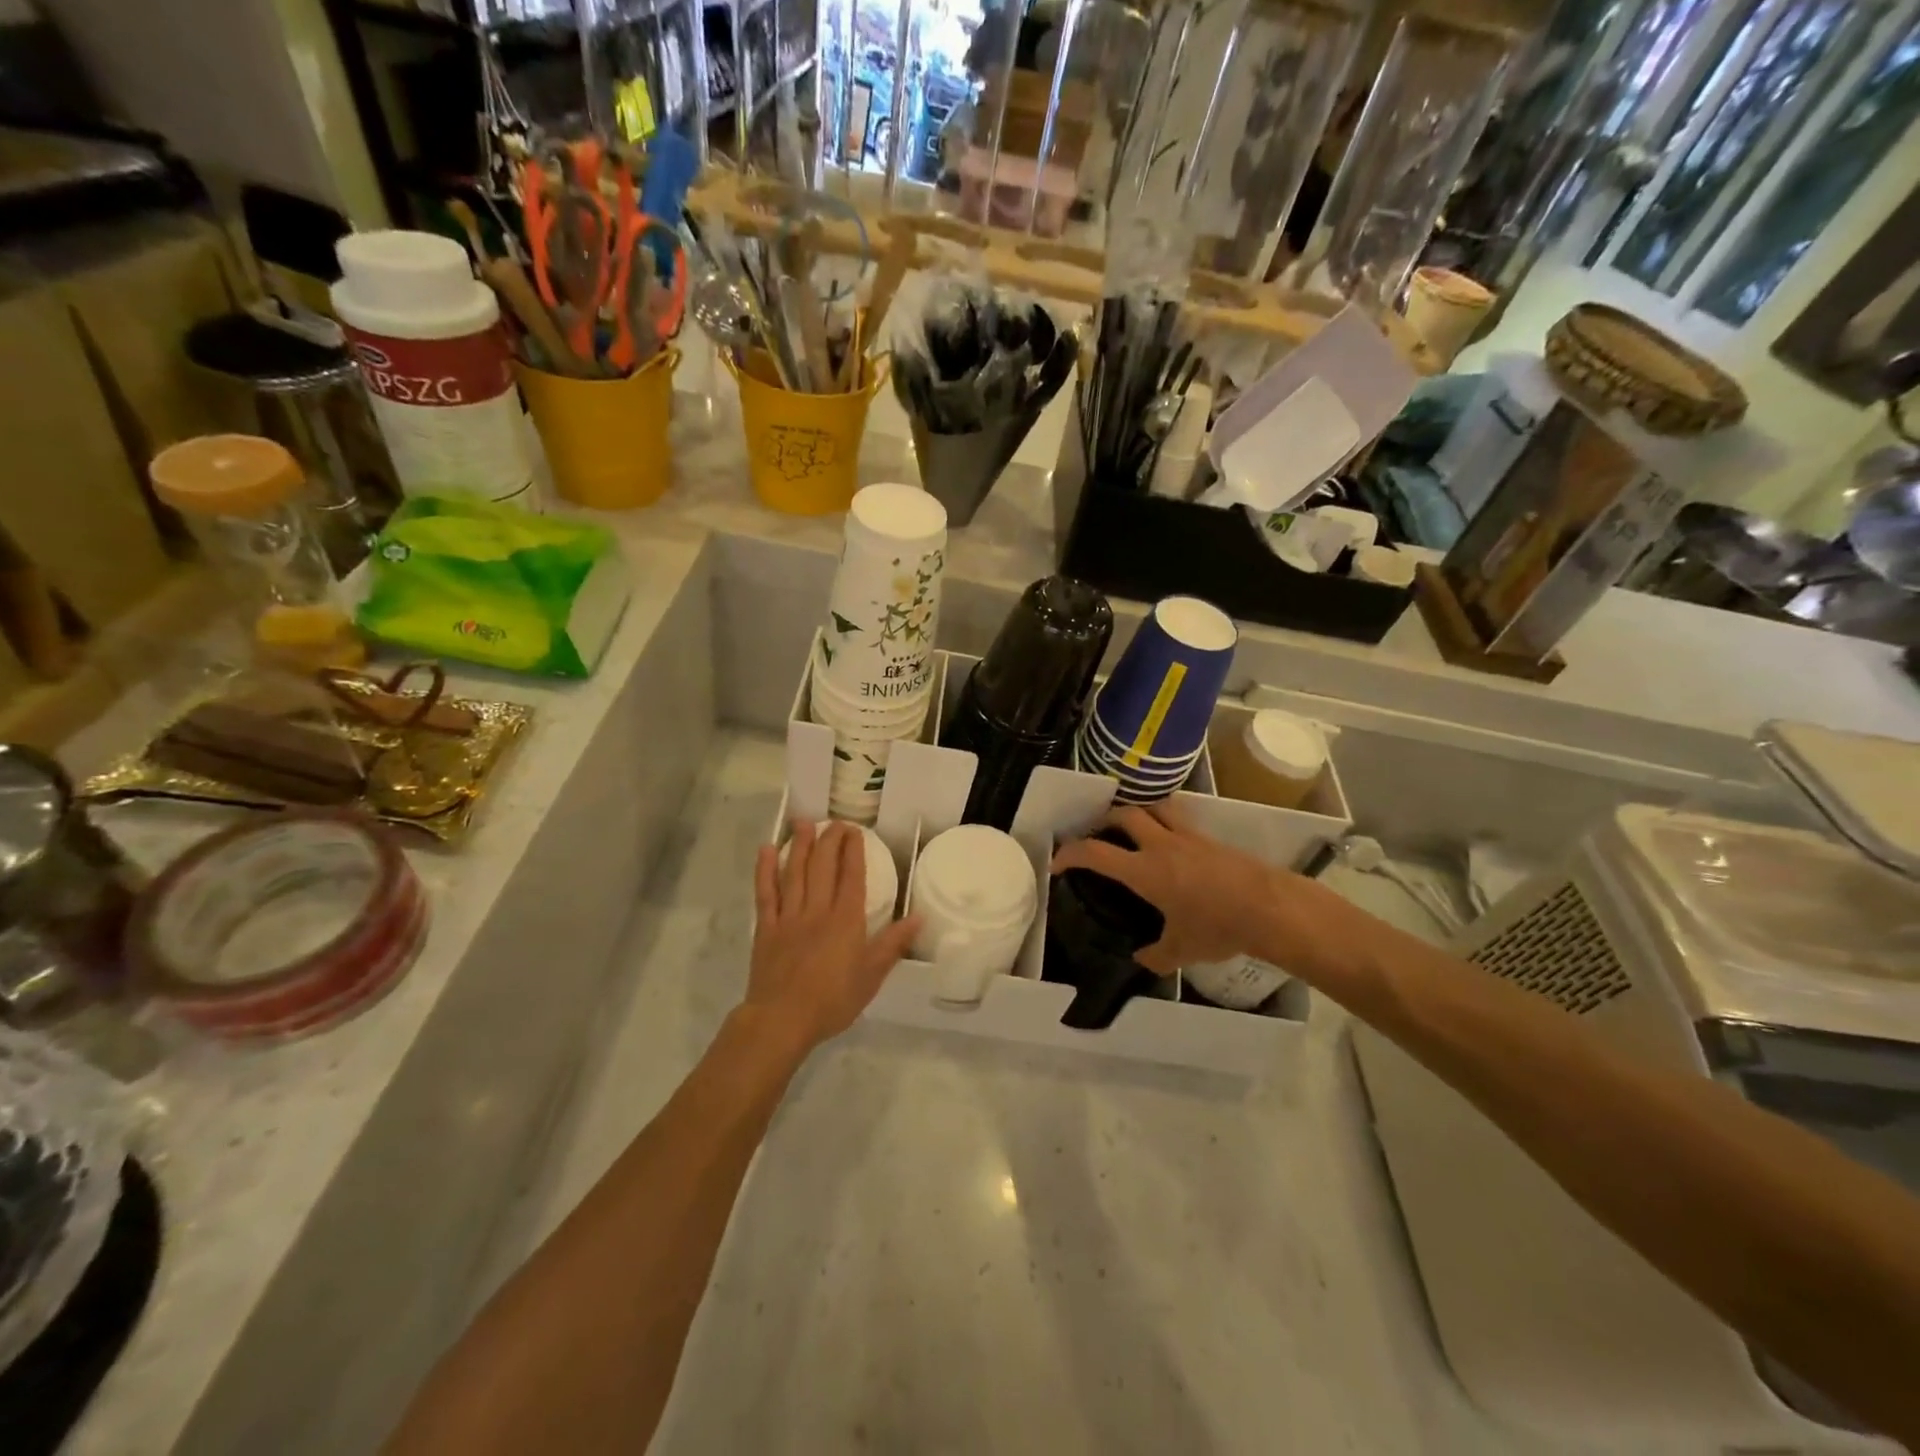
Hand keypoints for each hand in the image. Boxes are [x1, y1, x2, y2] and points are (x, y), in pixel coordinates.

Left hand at [748, 821, 918, 1051]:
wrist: (782, 1020)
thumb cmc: (832, 1001)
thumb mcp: (871, 977)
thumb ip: (893, 944)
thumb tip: (919, 917)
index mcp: (846, 920)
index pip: (852, 876)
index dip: (853, 851)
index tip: (855, 831)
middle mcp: (818, 910)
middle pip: (824, 867)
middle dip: (830, 840)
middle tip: (835, 822)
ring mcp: (789, 916)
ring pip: (795, 873)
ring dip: (800, 845)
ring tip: (804, 823)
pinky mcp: (766, 928)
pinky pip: (766, 893)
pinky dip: (765, 870)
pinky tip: (766, 850)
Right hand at [1049, 801, 1351, 978]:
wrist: (1270, 908)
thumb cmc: (1219, 928)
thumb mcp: (1182, 950)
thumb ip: (1156, 955)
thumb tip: (1142, 958)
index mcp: (1144, 871)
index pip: (1095, 852)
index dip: (1070, 854)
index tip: (1058, 863)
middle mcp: (1161, 844)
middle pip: (1124, 815)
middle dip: (1104, 821)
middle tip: (1098, 836)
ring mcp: (1188, 836)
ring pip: (1154, 807)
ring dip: (1137, 811)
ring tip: (1132, 827)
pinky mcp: (1210, 838)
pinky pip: (1179, 818)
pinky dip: (1165, 821)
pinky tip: (1170, 843)